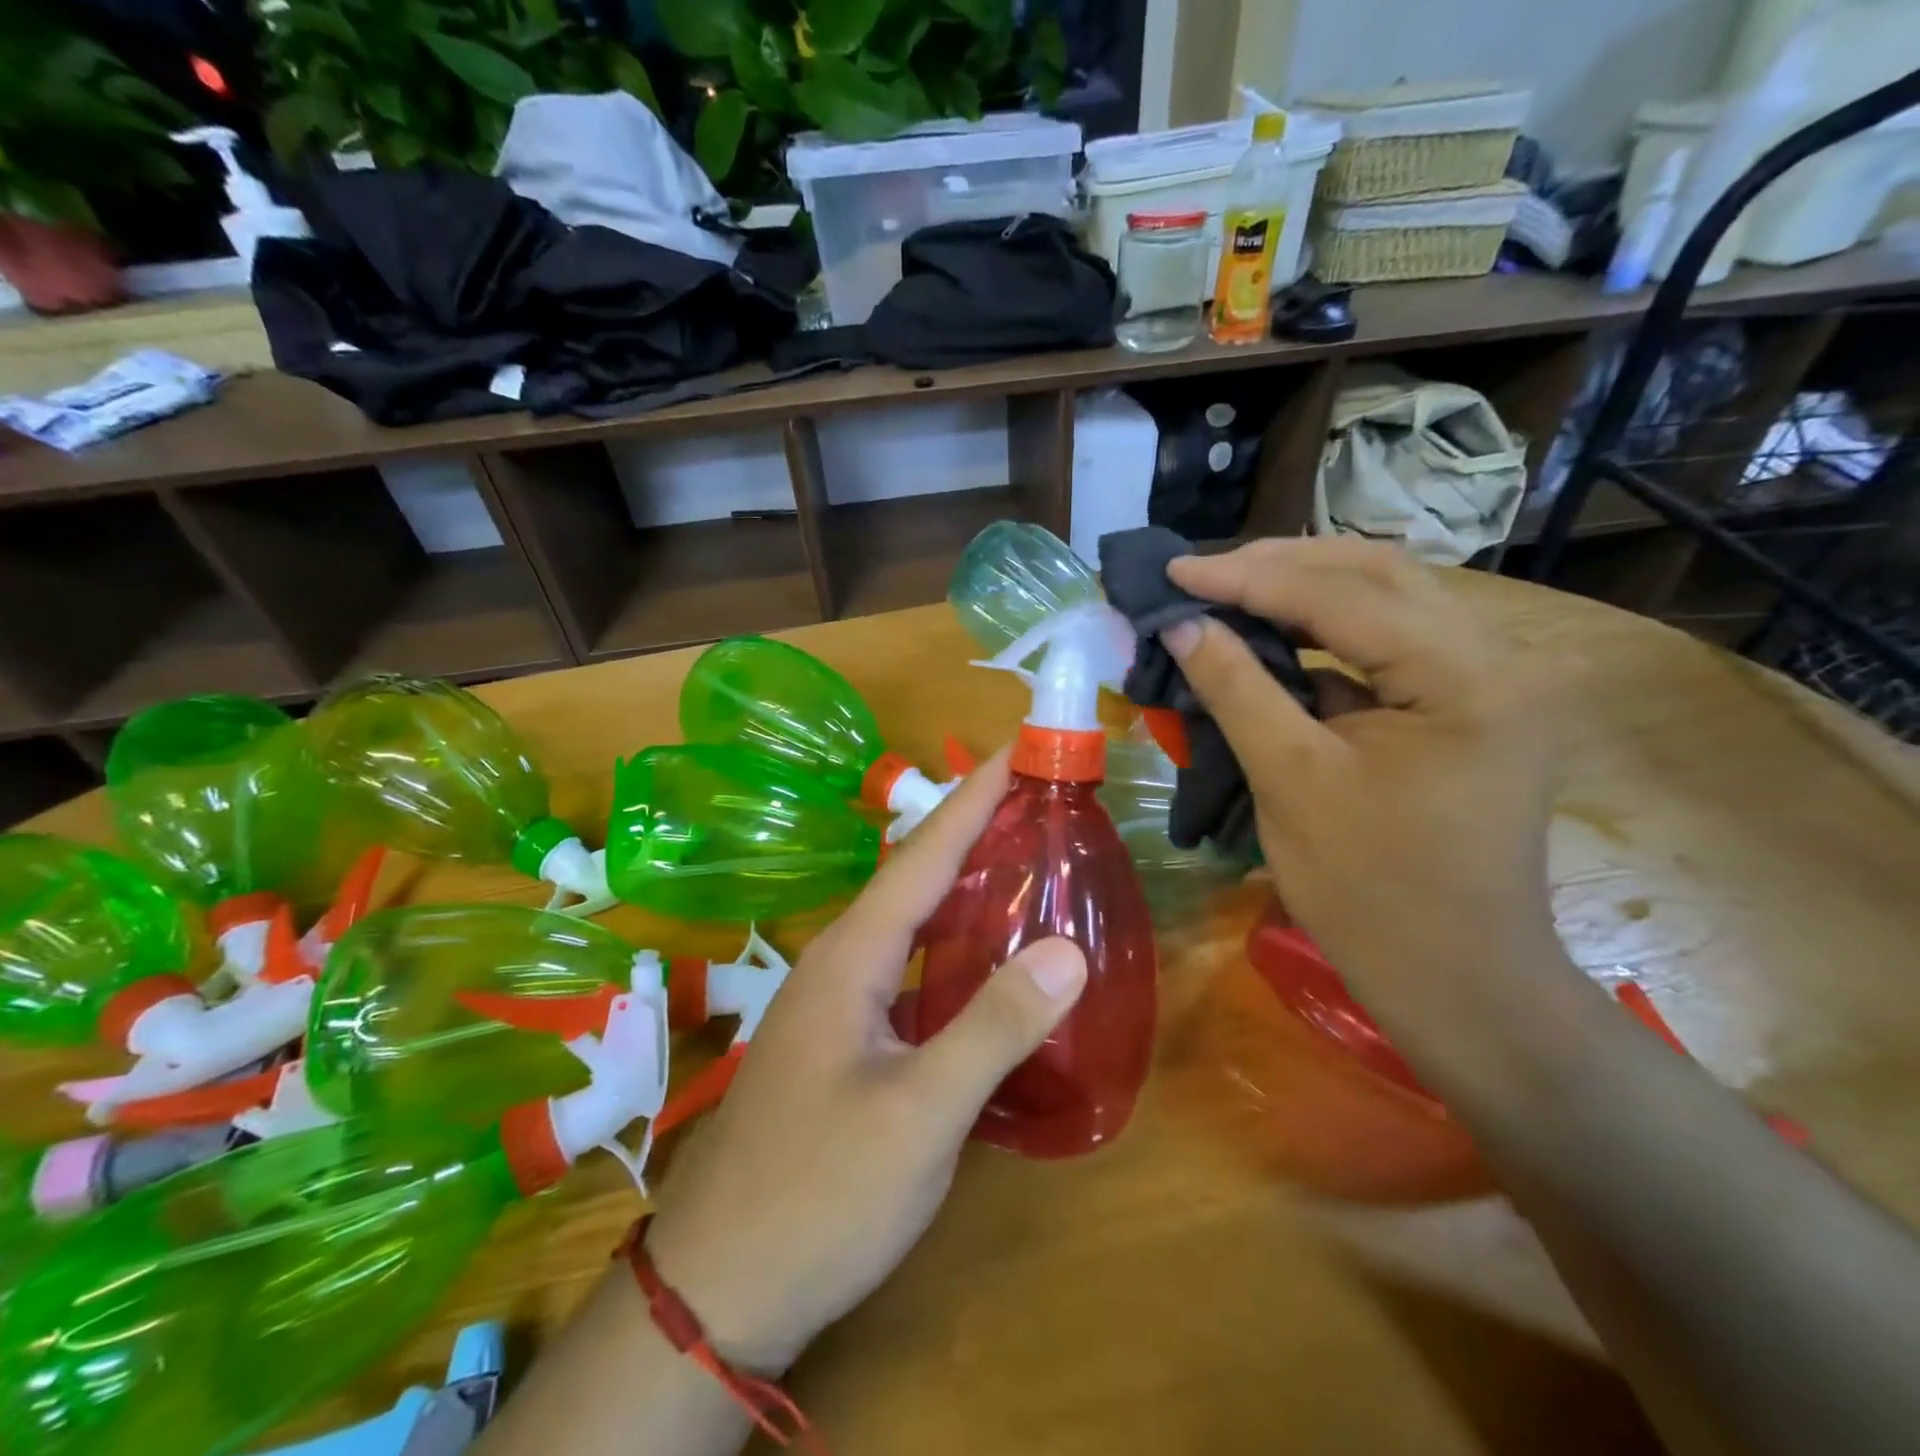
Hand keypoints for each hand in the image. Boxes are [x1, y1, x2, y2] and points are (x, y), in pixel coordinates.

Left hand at [644, 748, 1086, 1372]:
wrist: (718, 1290)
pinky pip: (904, 969)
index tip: (1013, 752)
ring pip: (905, 925)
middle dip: (970, 831)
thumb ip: (994, 1027)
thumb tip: (1068, 948)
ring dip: (958, 886)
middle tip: (1032, 801)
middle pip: (912, 879)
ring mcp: (834, 1006)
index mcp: (851, 957)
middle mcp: (838, 964)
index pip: (921, 855)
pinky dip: (947, 946)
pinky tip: (978, 962)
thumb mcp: (919, 1114)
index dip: (970, 800)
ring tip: (1017, 861)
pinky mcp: (840, 1044)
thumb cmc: (819, 1193)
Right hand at [1162, 539, 1569, 1034]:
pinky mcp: (1460, 707)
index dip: (1248, 577)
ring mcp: (1483, 682)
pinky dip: (1322, 634)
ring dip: (1301, 591)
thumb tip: (1180, 623)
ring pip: (1385, 603)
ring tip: (1227, 590)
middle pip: (1378, 575)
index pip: (1343, 596)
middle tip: (1200, 572)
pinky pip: (1386, 646)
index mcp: (1466, 676)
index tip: (1174, 569)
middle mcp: (1493, 659)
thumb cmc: (1371, 891)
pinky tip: (1271, 635)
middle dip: (1280, 565)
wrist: (1457, 980)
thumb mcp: (1291, 781)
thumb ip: (1236, 688)